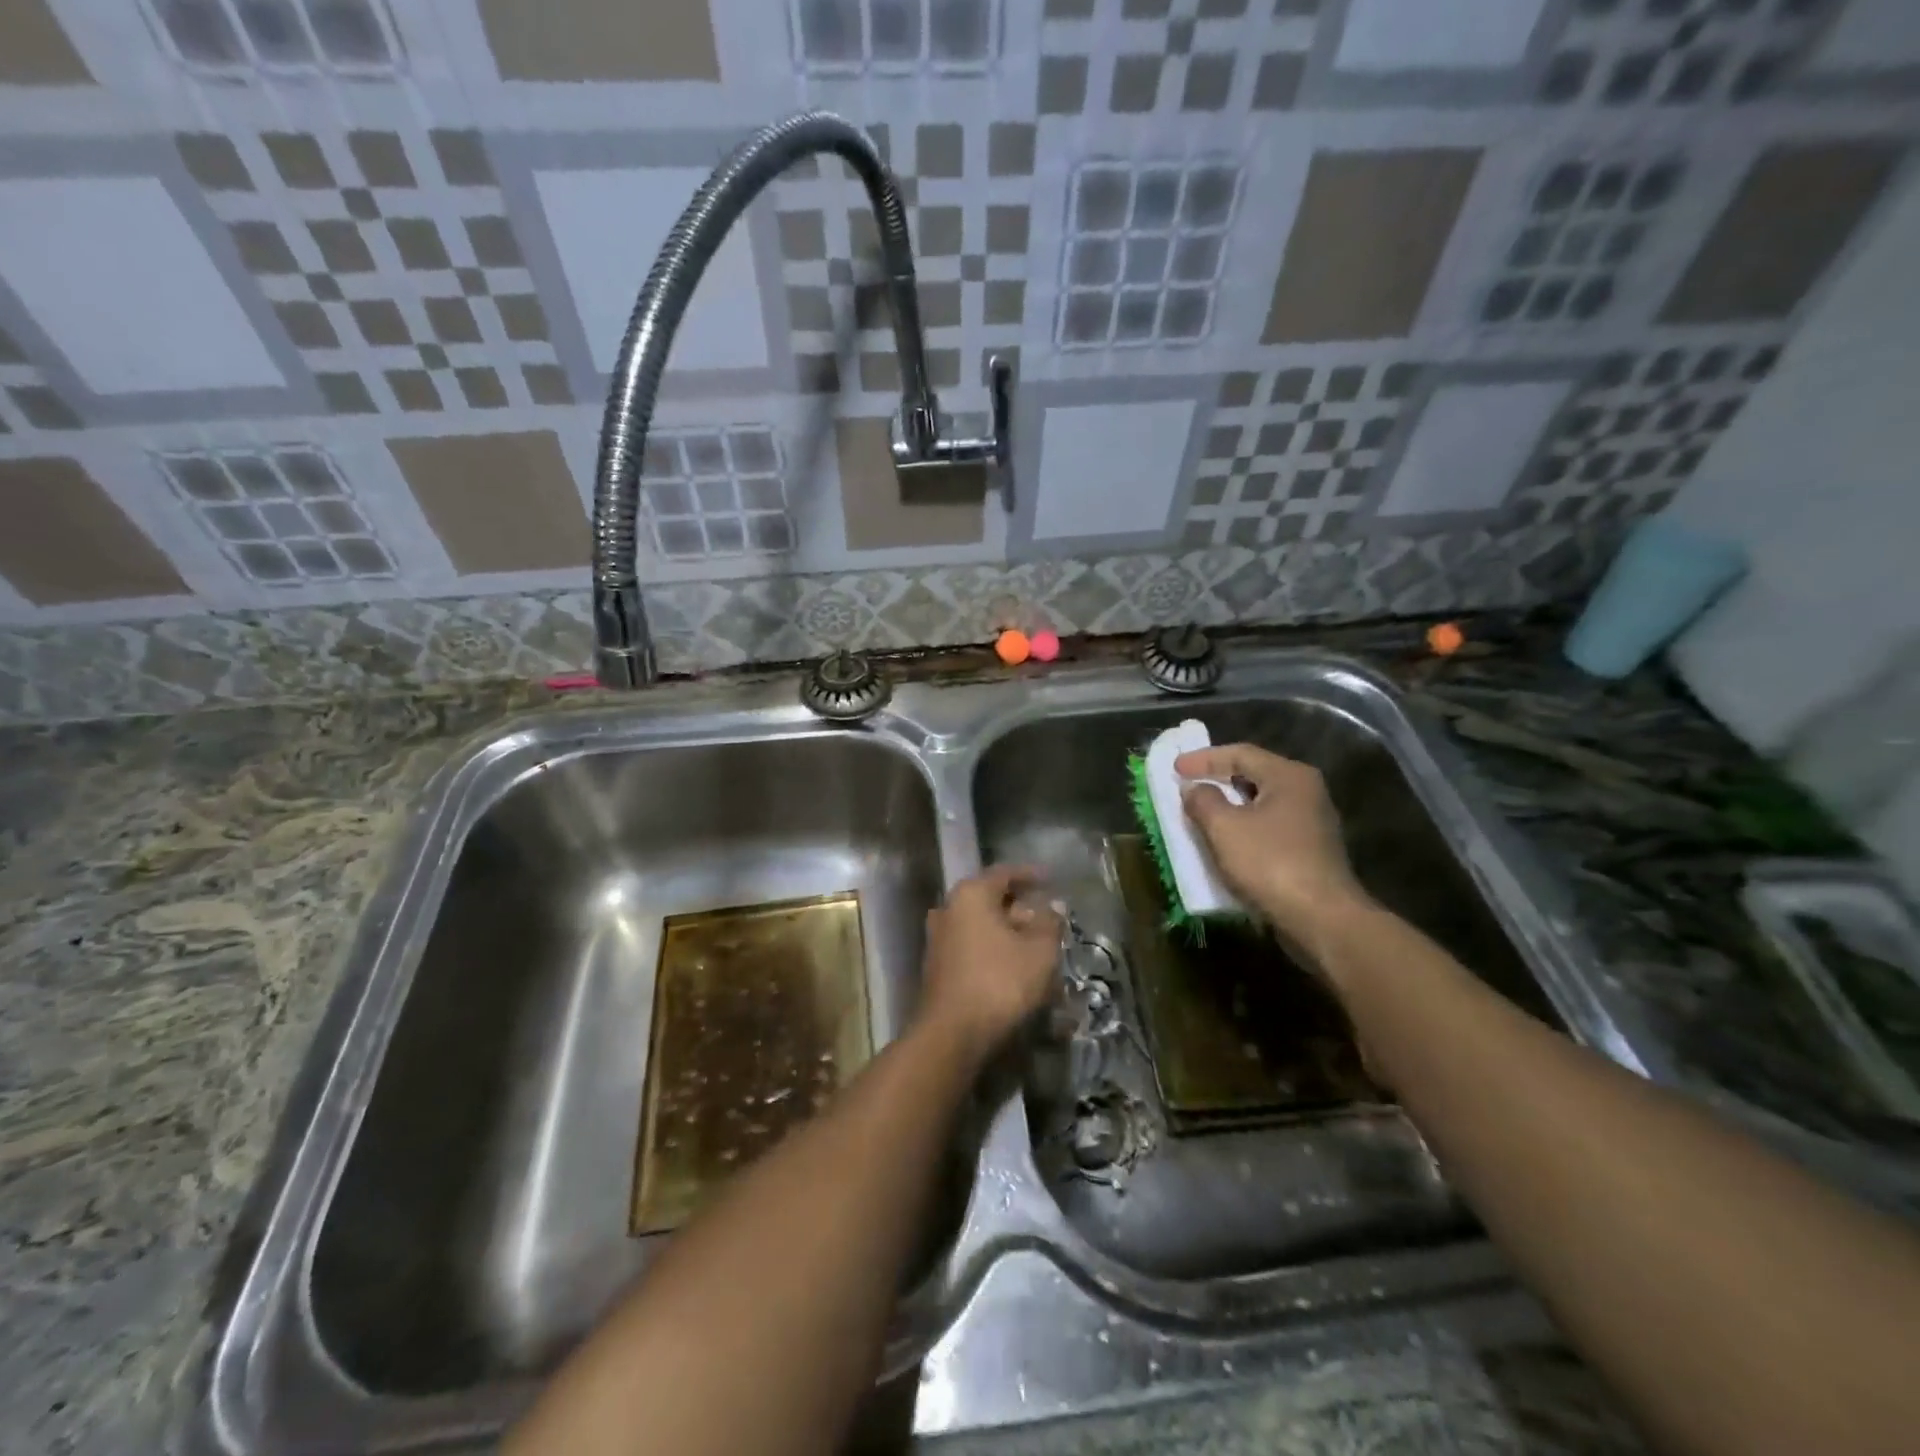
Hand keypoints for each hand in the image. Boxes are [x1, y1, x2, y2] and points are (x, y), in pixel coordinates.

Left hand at [919, 866, 1061, 1060]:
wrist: (952, 1033)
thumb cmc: (1000, 982)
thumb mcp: (1040, 951)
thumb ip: (1050, 923)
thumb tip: (1054, 905)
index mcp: (971, 894)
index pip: (1005, 873)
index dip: (1031, 875)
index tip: (1052, 880)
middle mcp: (948, 908)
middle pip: (991, 899)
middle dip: (1021, 908)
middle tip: (1049, 919)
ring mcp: (939, 937)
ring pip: (982, 925)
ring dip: (1008, 932)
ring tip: (1036, 945)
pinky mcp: (938, 965)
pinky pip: (973, 945)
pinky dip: (994, 949)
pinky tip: (1015, 966)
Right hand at [1175, 743, 1370, 955]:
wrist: (1322, 919)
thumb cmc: (1270, 863)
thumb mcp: (1224, 828)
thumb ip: (1203, 801)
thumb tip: (1194, 789)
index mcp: (1289, 776)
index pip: (1240, 753)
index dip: (1203, 759)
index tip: (1175, 769)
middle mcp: (1306, 791)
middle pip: (1254, 774)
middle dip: (1217, 779)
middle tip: (1187, 785)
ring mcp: (1312, 822)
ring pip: (1261, 802)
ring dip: (1229, 806)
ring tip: (1200, 813)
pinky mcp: (1311, 850)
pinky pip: (1269, 827)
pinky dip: (1243, 827)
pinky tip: (1226, 842)